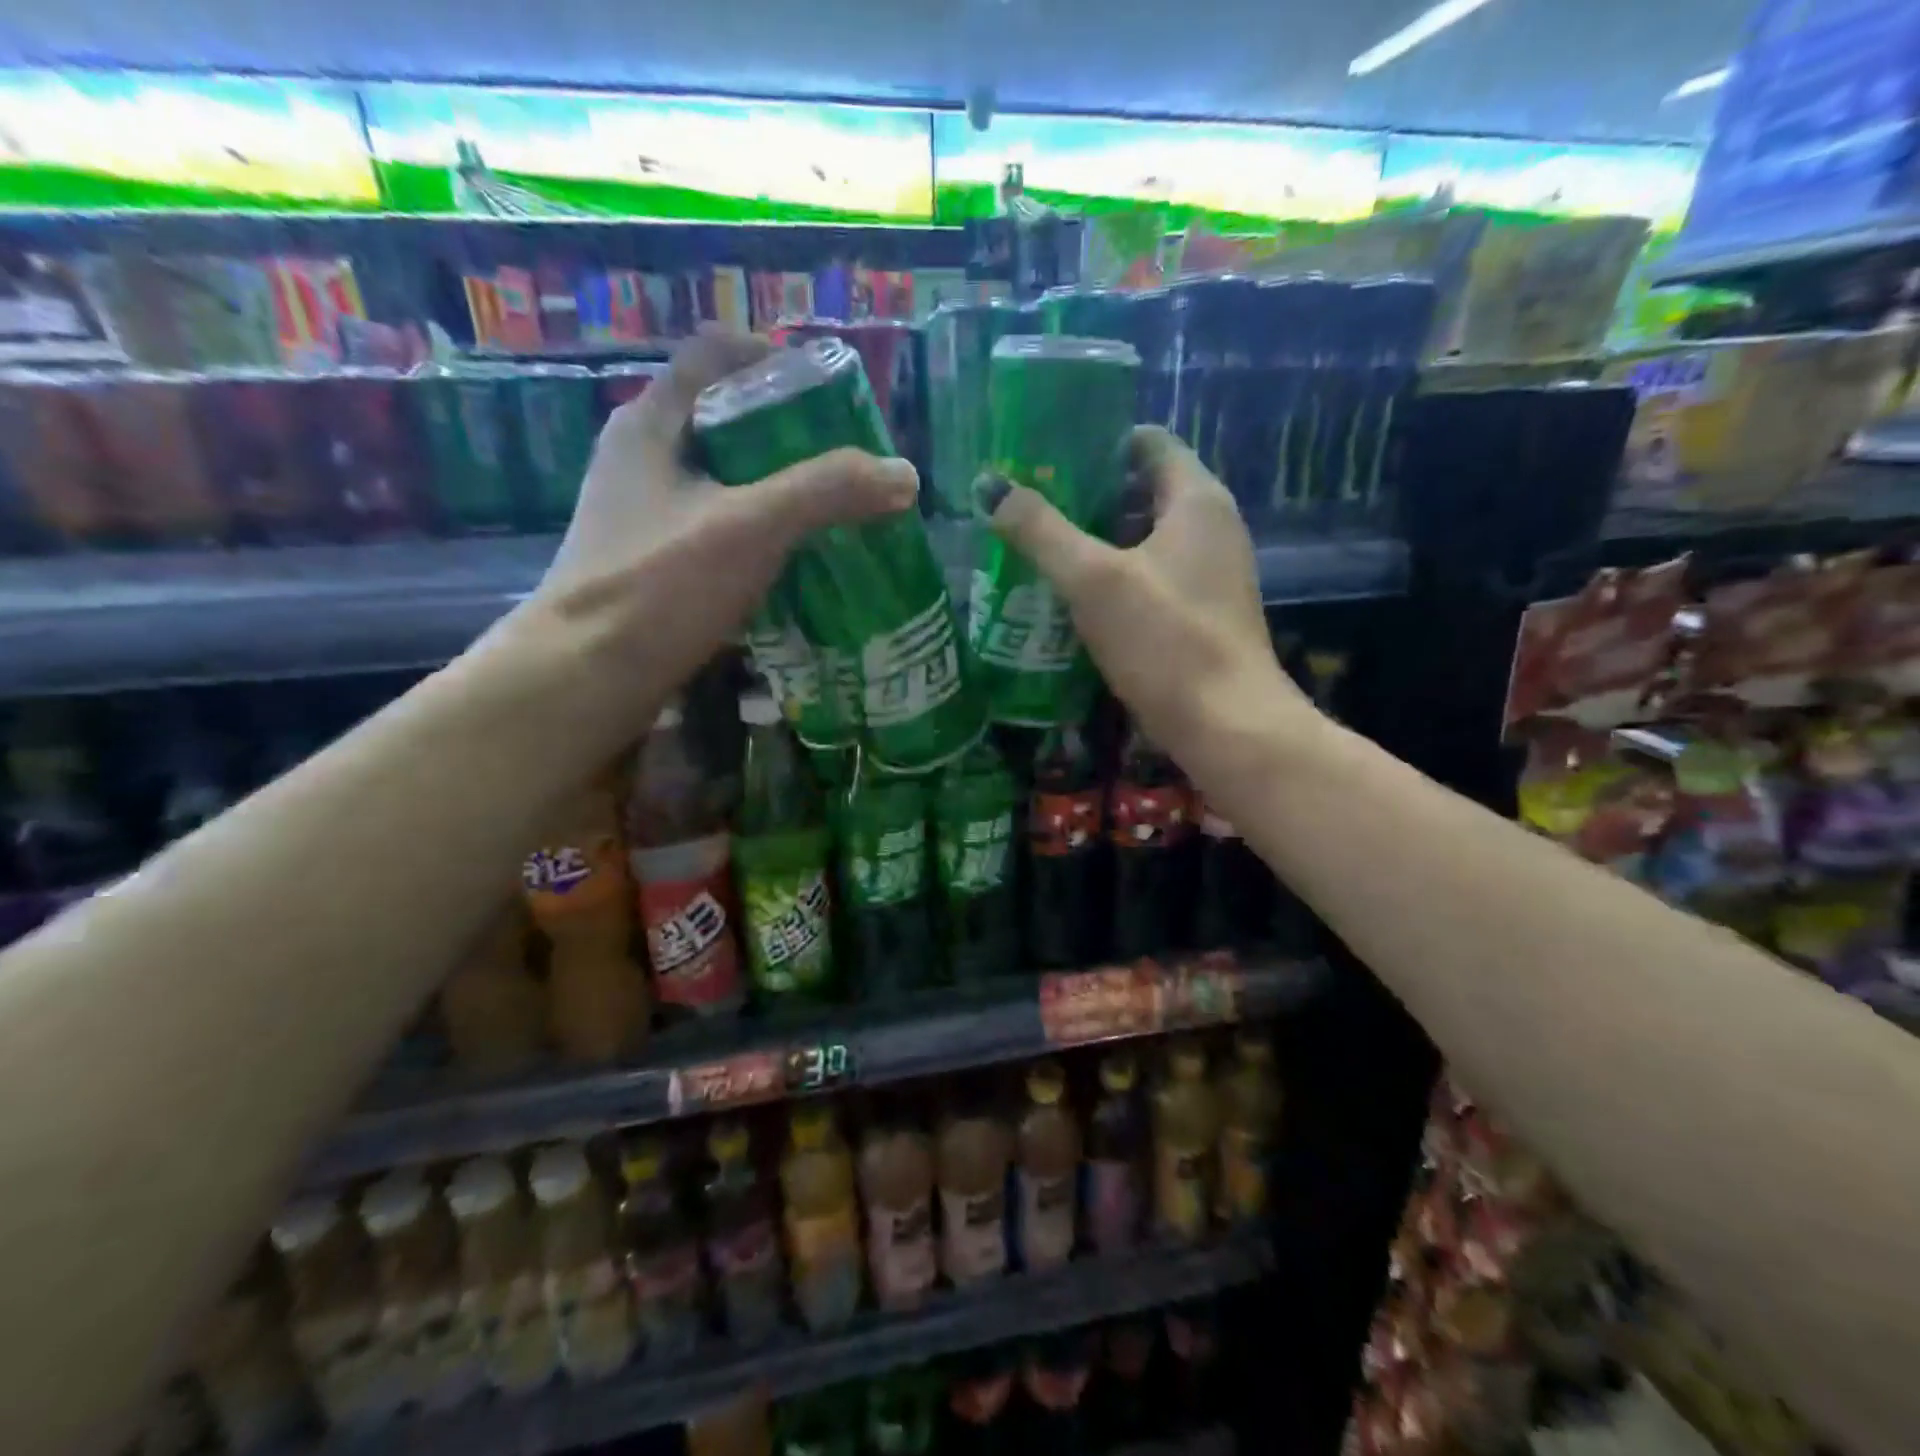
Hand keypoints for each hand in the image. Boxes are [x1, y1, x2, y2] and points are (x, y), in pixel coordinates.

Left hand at [535, 331, 918, 696]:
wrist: (585, 678)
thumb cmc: (659, 586)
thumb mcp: (751, 527)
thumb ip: (828, 493)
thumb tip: (904, 474)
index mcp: (652, 423)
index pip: (715, 353)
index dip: (776, 358)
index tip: (832, 395)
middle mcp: (642, 458)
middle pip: (726, 418)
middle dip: (790, 435)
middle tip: (847, 462)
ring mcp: (643, 513)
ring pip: (723, 479)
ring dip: (778, 489)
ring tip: (833, 512)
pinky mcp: (651, 561)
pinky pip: (717, 528)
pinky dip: (759, 534)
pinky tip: (795, 562)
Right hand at [980, 425, 1310, 761]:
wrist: (1227, 726)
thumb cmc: (1165, 640)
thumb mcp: (1093, 580)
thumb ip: (1041, 531)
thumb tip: (990, 486)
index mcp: (1196, 500)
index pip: (1149, 443)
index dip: (1098, 444)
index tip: (1048, 458)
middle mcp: (1213, 527)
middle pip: (1145, 490)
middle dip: (1090, 496)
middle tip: (1033, 507)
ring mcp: (1211, 574)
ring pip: (1147, 538)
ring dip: (1099, 541)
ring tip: (1043, 550)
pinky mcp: (1202, 614)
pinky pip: (1153, 577)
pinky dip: (1117, 577)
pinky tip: (1077, 598)